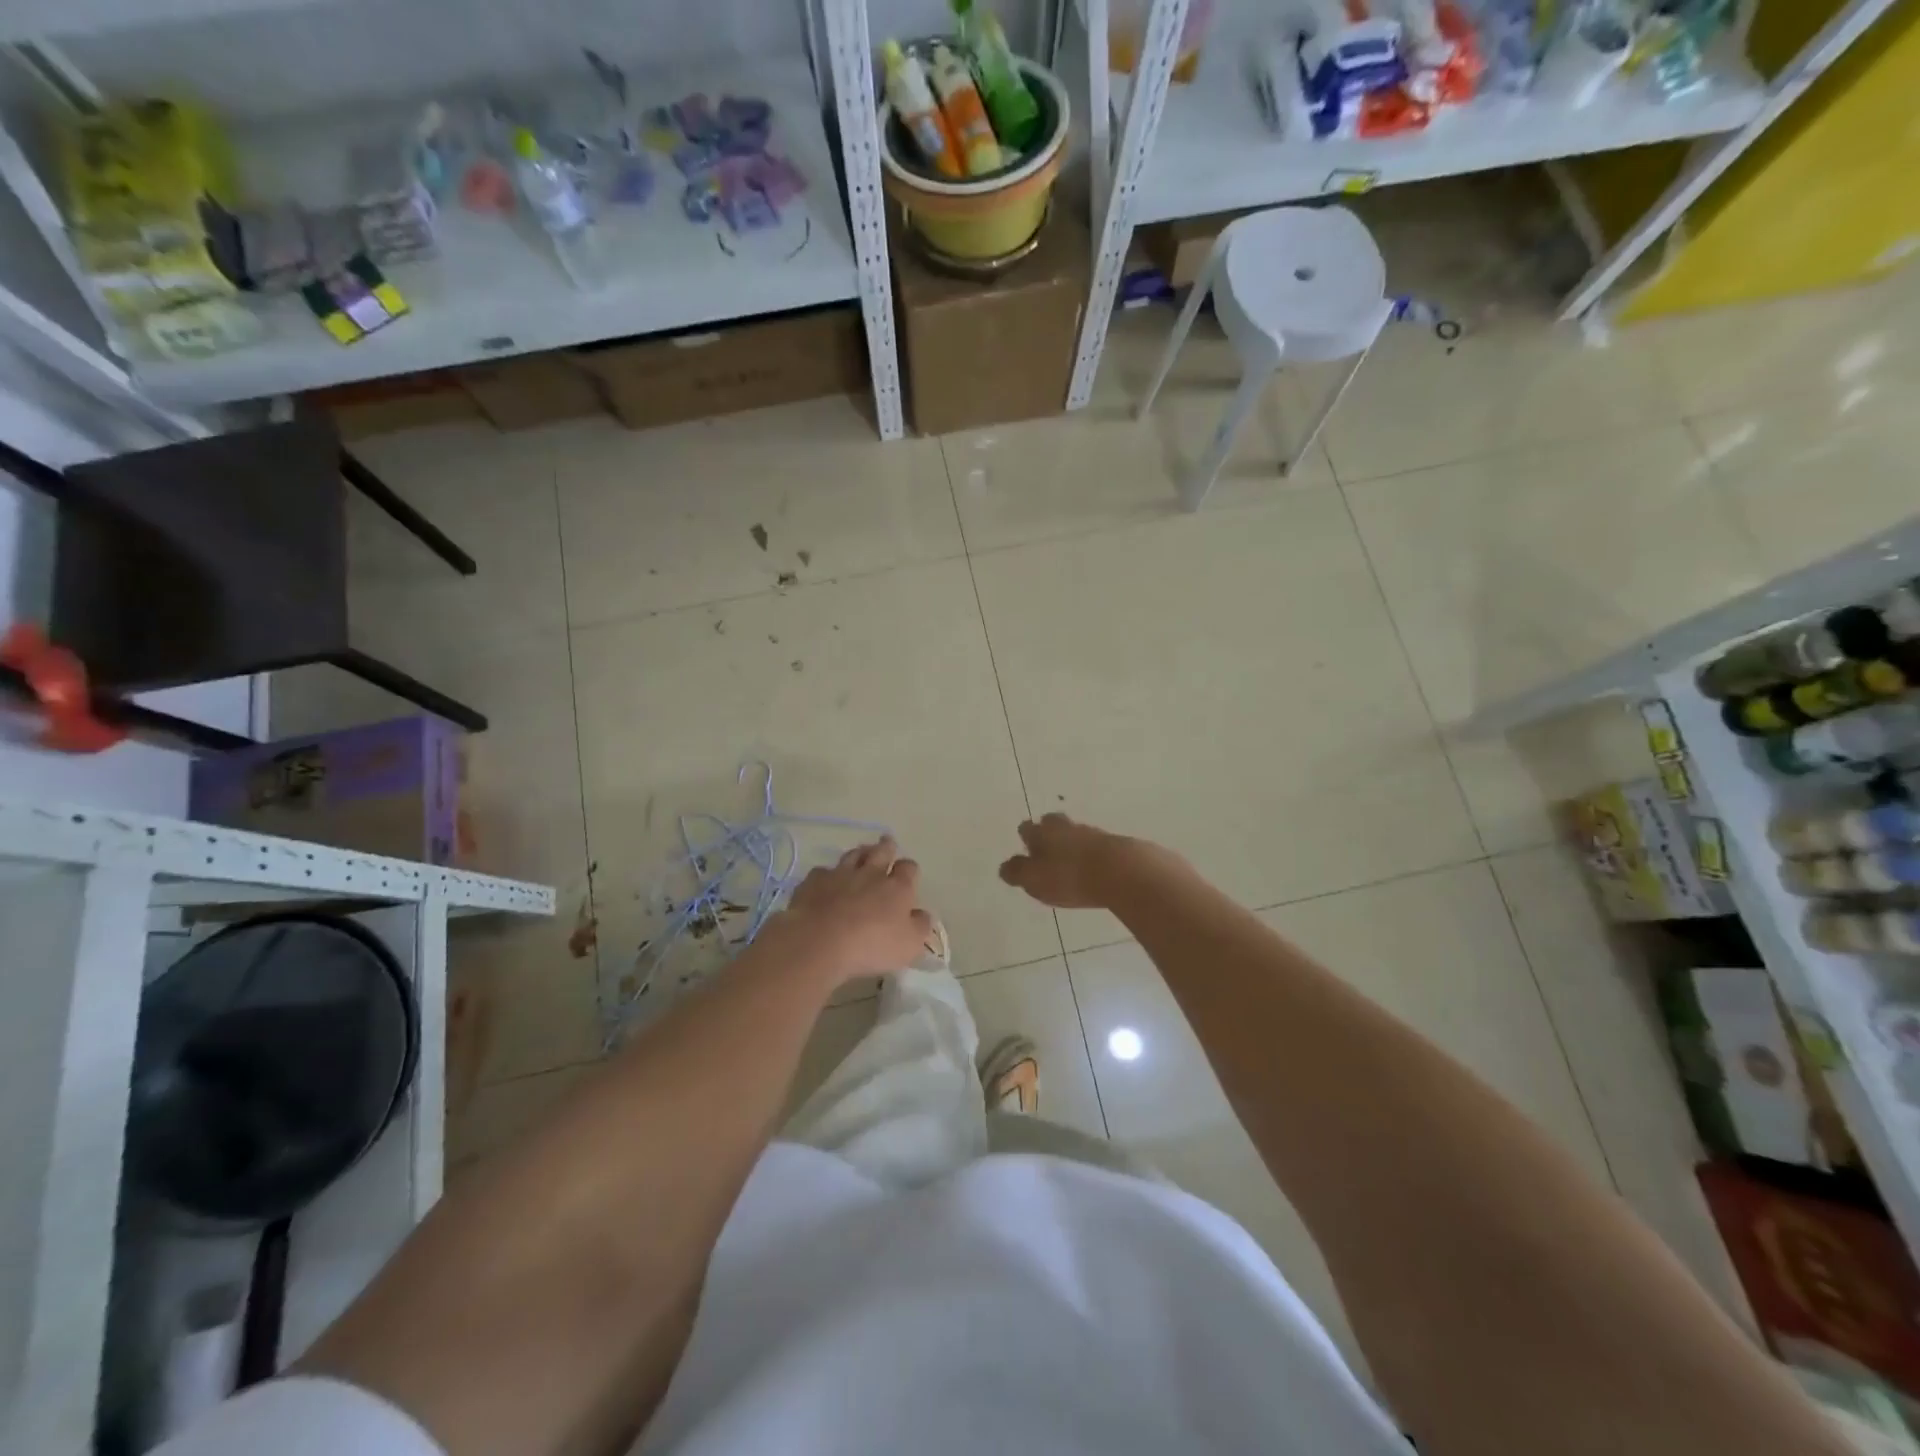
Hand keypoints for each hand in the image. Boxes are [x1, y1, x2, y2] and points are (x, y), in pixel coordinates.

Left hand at [780, 837, 934, 979]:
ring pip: (853, 855)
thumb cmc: (871, 945)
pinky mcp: (813, 881)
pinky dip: (827, 874)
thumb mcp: (909, 945)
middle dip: (886, 847)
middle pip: (881, 852)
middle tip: (887, 842)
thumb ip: (920, 927)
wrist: (820, 940)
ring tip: (861, 854)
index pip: (908, 869)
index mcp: (897, 888)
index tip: (908, 873)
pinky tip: (826, 880)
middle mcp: (870, 874)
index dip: (909, 870)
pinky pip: (823, 871)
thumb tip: (923, 914)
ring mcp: (840, 874)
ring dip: (859, 853)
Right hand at [998, 813, 1143, 909]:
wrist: (1123, 872)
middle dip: (1049, 833)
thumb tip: (1005, 867)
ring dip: (1073, 844)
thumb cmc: (1070, 877)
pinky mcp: (1117, 845)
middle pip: (1054, 823)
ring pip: (1077, 833)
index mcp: (1043, 832)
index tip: (1026, 848)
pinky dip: (1093, 854)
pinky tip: (1095, 868)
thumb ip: (1018, 872)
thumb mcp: (1035, 880)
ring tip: (1071, 861)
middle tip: (1048, 848)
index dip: (1026, 838)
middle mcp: (1067, 827)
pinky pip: (1098, 847)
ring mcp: (1094, 833)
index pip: (1027, 828)